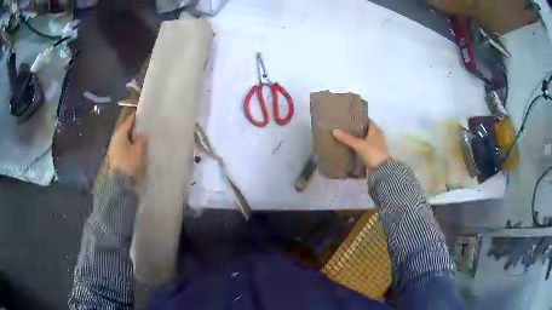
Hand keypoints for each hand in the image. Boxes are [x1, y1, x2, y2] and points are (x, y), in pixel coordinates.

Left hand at [107, 112, 148, 179]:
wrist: (119, 184)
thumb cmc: (129, 163)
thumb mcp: (138, 151)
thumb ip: (142, 140)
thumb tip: (146, 133)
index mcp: (120, 134)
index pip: (128, 121)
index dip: (135, 117)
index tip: (142, 113)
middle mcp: (116, 139)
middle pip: (126, 130)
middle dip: (135, 129)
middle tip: (145, 127)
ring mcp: (115, 150)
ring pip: (126, 140)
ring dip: (133, 139)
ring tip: (143, 139)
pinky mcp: (116, 159)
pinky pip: (125, 148)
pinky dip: (131, 147)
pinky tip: (137, 149)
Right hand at [333, 121, 389, 172]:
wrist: (381, 169)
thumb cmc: (373, 153)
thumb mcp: (359, 144)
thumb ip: (347, 138)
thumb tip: (334, 131)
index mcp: (376, 130)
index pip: (367, 121)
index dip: (360, 118)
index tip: (350, 118)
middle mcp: (377, 136)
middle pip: (366, 129)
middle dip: (358, 128)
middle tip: (346, 126)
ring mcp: (377, 145)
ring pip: (366, 138)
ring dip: (359, 137)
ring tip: (347, 136)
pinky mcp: (374, 153)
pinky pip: (366, 146)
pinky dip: (360, 145)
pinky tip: (352, 146)